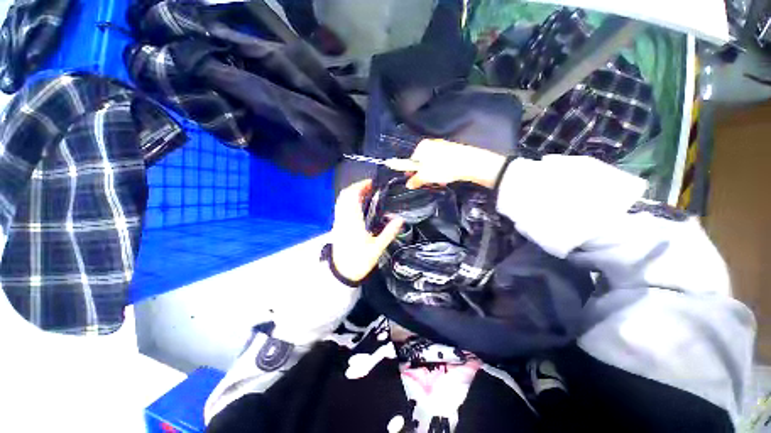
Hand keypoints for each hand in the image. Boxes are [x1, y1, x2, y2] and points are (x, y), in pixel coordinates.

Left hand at [332, 179, 403, 281]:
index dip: (361, 186)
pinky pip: (341, 207)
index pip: (353, 196)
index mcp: (353, 221)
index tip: (372, 183)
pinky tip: (359, 204)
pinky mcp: (337, 225)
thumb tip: (400, 219)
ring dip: (352, 192)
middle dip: (357, 186)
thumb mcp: (377, 248)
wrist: (341, 273)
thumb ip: (389, 233)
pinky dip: (349, 200)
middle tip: (372, 187)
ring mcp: (338, 221)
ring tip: (367, 192)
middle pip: (345, 195)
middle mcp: (343, 218)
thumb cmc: (359, 261)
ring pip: (341, 200)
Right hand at [405, 139, 506, 189]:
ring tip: (439, 182)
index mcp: (422, 146)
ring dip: (434, 175)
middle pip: (423, 162)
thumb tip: (409, 184)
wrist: (468, 163)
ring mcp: (443, 147)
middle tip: (427, 183)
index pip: (412, 160)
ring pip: (433, 164)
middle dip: (424, 175)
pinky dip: (443, 171)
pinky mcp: (453, 152)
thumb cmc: (443, 167)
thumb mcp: (425, 177)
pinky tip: (446, 179)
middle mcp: (432, 144)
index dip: (412, 172)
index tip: (414, 181)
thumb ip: (415, 180)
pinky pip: (443, 163)